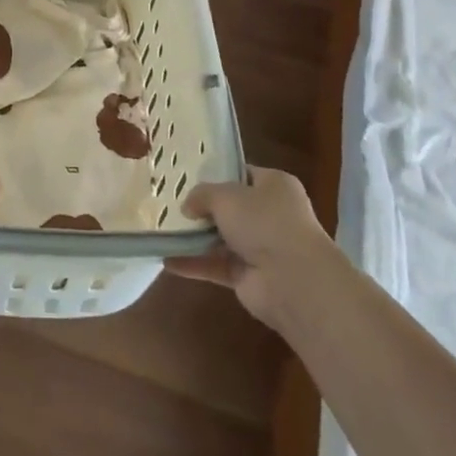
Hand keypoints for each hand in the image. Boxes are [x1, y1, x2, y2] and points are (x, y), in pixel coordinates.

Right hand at [167, 167, 337, 328]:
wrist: (293, 280)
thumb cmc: (264, 222)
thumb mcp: (226, 196)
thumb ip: (202, 195)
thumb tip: (188, 206)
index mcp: (274, 186)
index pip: (243, 174)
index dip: (218, 174)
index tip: (188, 176)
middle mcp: (270, 214)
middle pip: (231, 208)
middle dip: (203, 208)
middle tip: (171, 204)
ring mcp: (260, 247)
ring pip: (221, 238)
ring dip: (195, 238)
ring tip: (162, 230)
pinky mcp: (248, 276)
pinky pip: (216, 266)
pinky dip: (194, 264)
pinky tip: (167, 260)